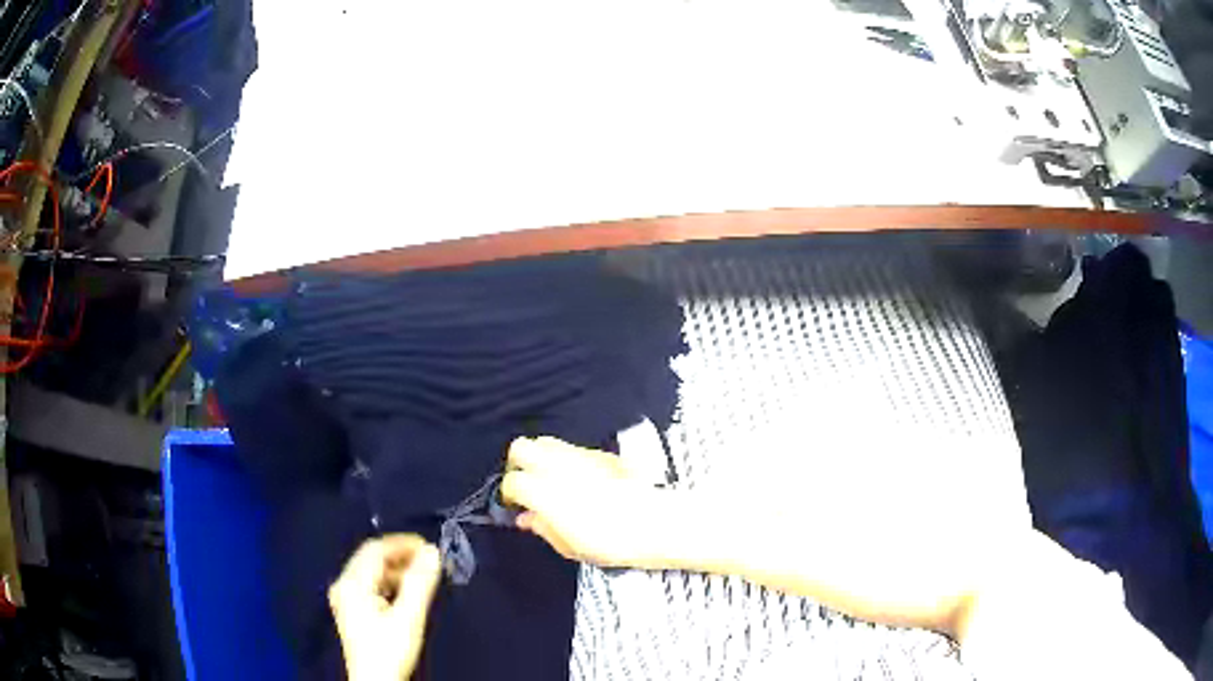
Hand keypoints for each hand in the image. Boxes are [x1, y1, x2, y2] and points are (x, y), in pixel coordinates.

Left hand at [328, 535, 440, 680]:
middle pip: (371, 559)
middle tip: (430, 563)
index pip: (375, 549)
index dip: (403, 544)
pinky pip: (369, 586)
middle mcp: (343, 585)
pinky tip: (406, 594)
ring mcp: (344, 598)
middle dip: (401, 556)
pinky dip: (389, 584)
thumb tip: (433, 552)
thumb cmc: (390, 650)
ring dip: (396, 571)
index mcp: (351, 583)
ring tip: (423, 579)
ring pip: (371, 572)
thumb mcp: (409, 617)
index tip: (431, 548)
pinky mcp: (351, 611)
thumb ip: (420, 583)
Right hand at [502, 437, 668, 567]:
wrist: (651, 523)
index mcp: (543, 490)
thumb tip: (527, 518)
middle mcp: (557, 466)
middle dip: (517, 463)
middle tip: (525, 483)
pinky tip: (577, 478)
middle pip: (521, 447)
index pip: (511, 481)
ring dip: (541, 457)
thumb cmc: (609, 542)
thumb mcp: (568, 546)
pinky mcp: (601, 454)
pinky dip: (567, 459)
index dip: (507, 494)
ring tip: (548, 478)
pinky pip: (573, 448)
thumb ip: (542, 527)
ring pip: (547, 442)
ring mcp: (580, 455)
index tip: (513, 505)